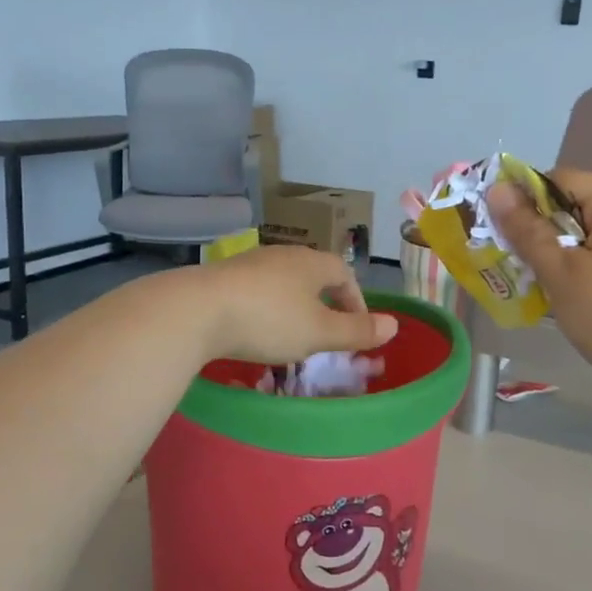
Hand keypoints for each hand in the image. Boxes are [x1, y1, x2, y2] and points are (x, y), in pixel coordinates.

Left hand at [194, 247, 397, 364]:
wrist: (195, 310)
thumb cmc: (268, 320)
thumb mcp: (319, 333)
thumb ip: (357, 331)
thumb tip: (395, 324)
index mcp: (312, 263)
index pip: (344, 274)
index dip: (355, 301)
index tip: (355, 329)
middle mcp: (283, 255)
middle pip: (313, 275)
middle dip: (323, 303)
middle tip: (325, 334)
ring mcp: (249, 263)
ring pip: (282, 283)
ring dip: (293, 306)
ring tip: (290, 335)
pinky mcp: (222, 277)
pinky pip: (255, 291)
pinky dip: (264, 309)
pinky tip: (254, 330)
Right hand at [488, 169, 591, 399]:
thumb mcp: (560, 272)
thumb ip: (527, 230)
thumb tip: (498, 190)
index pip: (560, 179)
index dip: (526, 199)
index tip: (502, 231)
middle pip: (575, 207)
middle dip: (541, 232)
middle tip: (515, 264)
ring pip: (589, 238)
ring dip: (560, 257)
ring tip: (539, 287)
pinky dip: (583, 273)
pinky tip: (572, 302)